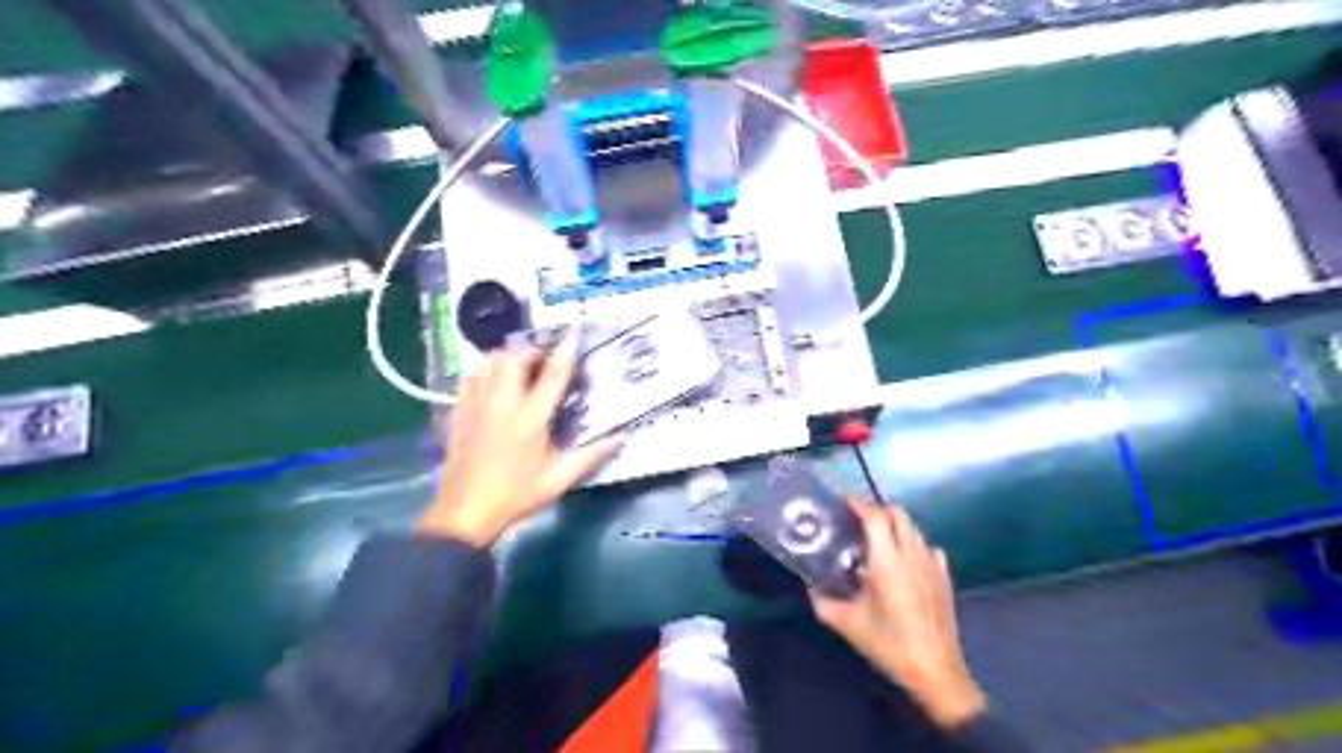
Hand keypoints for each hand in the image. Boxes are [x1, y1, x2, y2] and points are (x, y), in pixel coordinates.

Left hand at [417, 338, 624, 546]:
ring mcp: (476, 406)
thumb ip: (591, 455)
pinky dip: (483, 372)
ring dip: (506, 359)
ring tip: (519, 371)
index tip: (575, 330)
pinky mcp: (458, 414)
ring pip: (488, 362)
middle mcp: (502, 404)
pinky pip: (469, 378)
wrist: (464, 514)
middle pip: (512, 357)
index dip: (566, 349)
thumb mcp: (559, 479)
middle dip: (530, 350)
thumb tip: (621, 436)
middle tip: (543, 362)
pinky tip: (492, 384)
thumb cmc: (516, 496)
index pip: (552, 374)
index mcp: (530, 418)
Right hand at [805, 500, 982, 728]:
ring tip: (876, 540)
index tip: (842, 503)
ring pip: (913, 529)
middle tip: (857, 519)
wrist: (935, 671)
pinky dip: (913, 545)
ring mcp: (933, 564)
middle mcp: (912, 555)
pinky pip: (928, 548)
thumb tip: (808, 586)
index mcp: (887, 562)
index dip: (858, 504)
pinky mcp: (945, 578)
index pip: (875, 517)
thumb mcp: (847, 624)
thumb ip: (822, 601)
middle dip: (877, 510)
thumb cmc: (889, 644)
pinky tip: (903, 562)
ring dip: (894, 526)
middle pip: (898, 514)